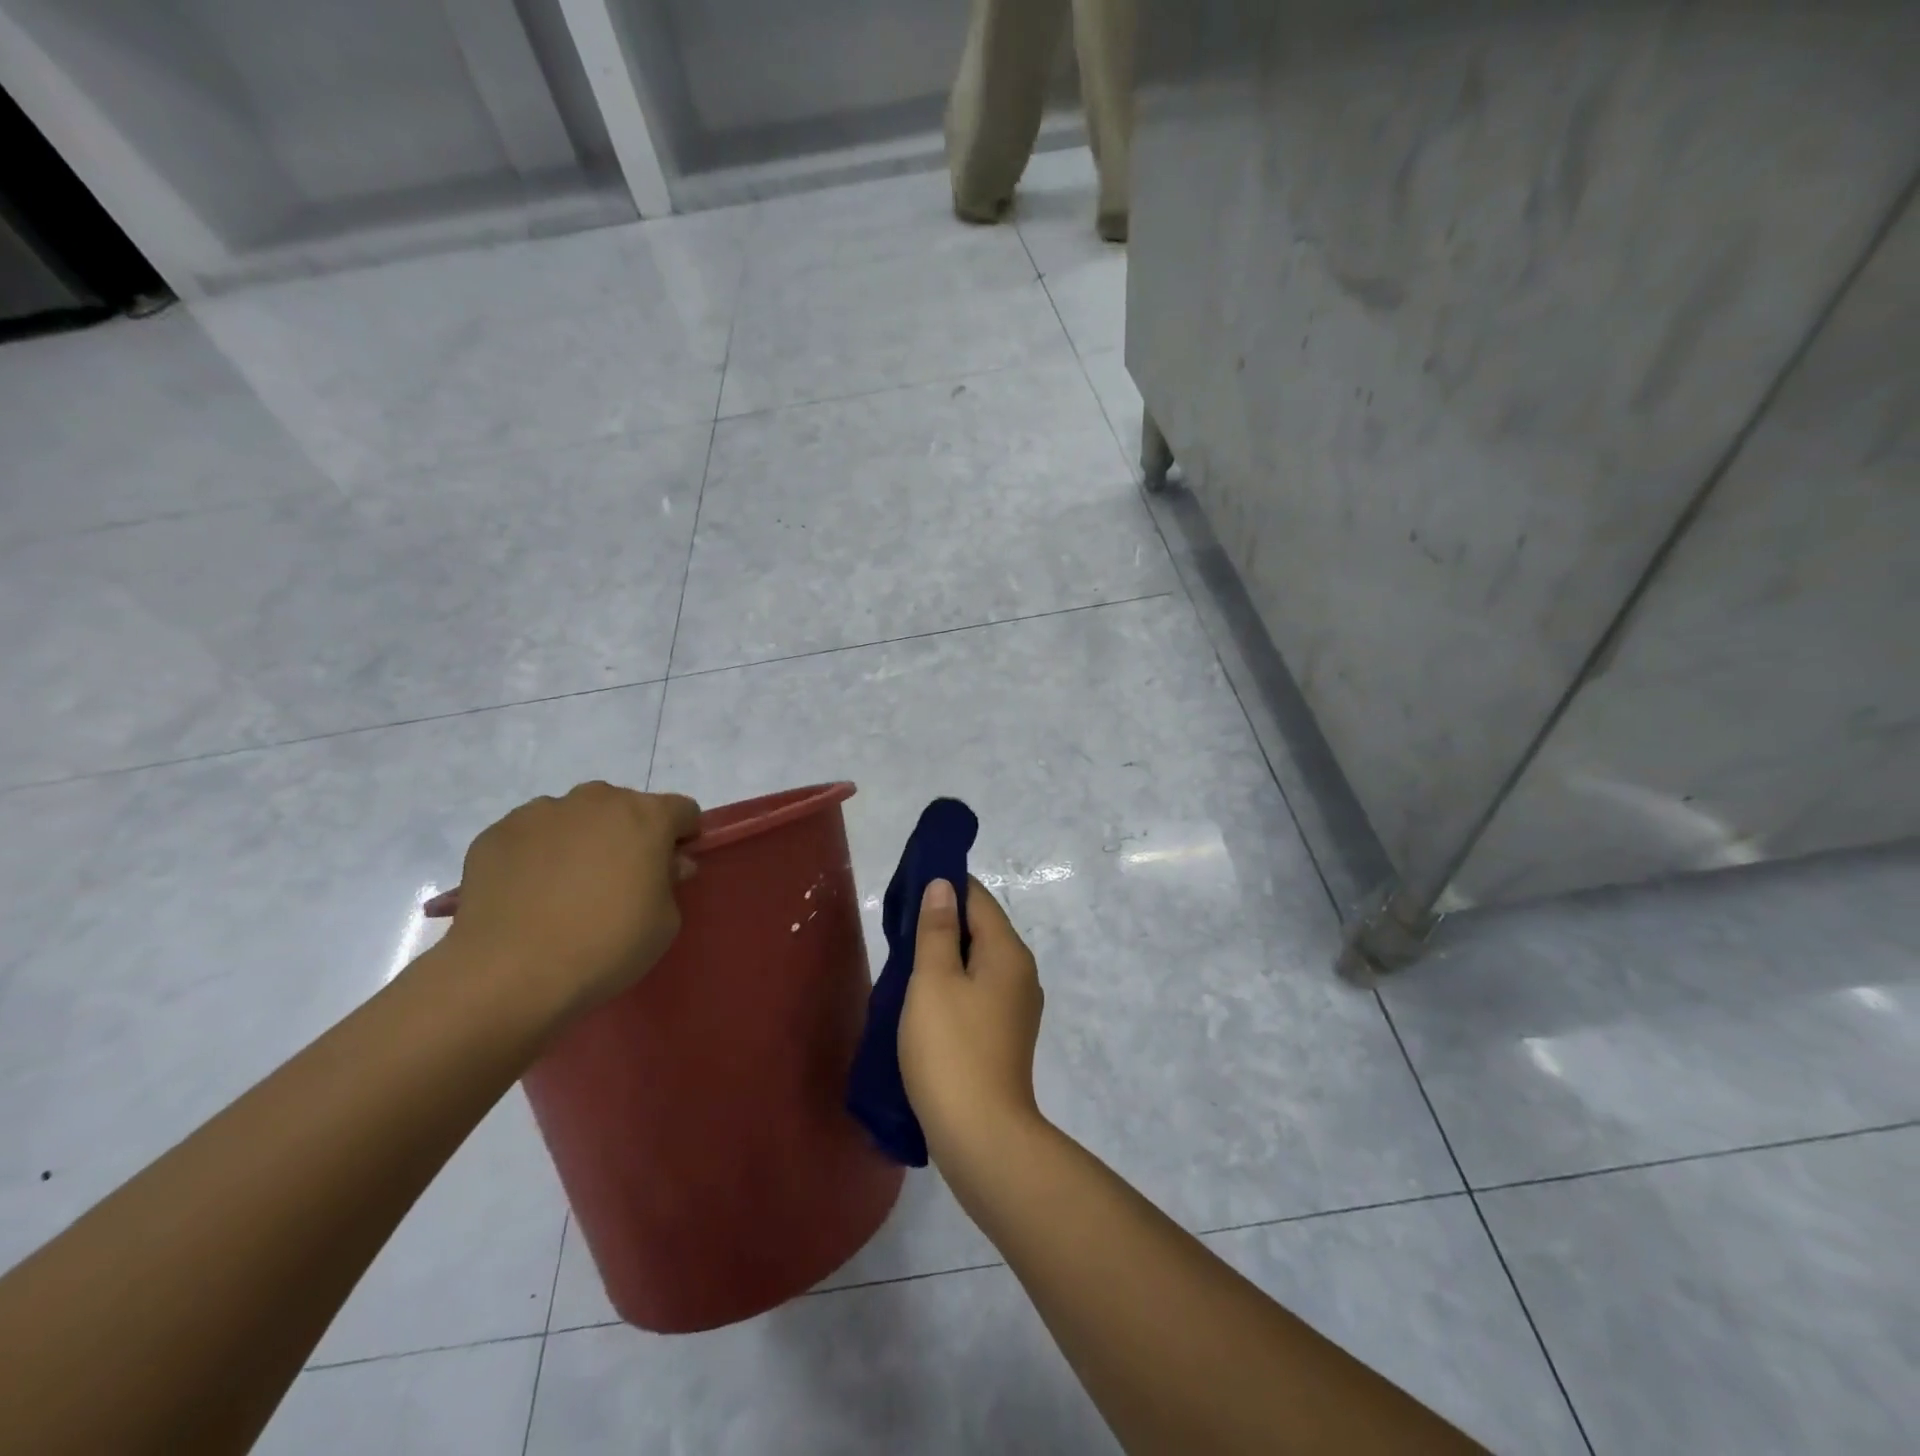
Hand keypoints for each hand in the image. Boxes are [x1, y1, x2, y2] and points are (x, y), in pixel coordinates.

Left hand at [436, 783, 700, 1018]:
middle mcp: (596, 800)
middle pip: (625, 807)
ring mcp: (541, 811)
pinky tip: (529, 895)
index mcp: (647, 816)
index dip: (682, 837)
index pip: (682, 810)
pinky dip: (537, 855)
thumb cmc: (606, 945)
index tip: (671, 868)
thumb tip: (664, 864)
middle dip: (629, 835)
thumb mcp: (665, 922)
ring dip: (582, 840)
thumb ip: (670, 881)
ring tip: (565, 889)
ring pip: (575, 817)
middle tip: (618, 880)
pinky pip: (531, 836)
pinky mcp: (497, 832)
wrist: (509, 973)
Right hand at [898, 877, 1045, 1173]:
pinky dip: (955, 983)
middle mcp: (1021, 971)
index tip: (908, 887)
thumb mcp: (933, 980)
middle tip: (899, 925)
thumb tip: (943, 884)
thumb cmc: (951, 1048)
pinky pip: (979, 990)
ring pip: (979, 961)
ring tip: (906, 959)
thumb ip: (937, 928)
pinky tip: (926, 997)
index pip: (978, 898)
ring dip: (946, 954)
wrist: (981, 1135)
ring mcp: (1018, 1006)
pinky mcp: (1007, 1033)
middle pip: (982, 928)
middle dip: (943, 920)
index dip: (945, 885)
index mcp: (1008, 951)